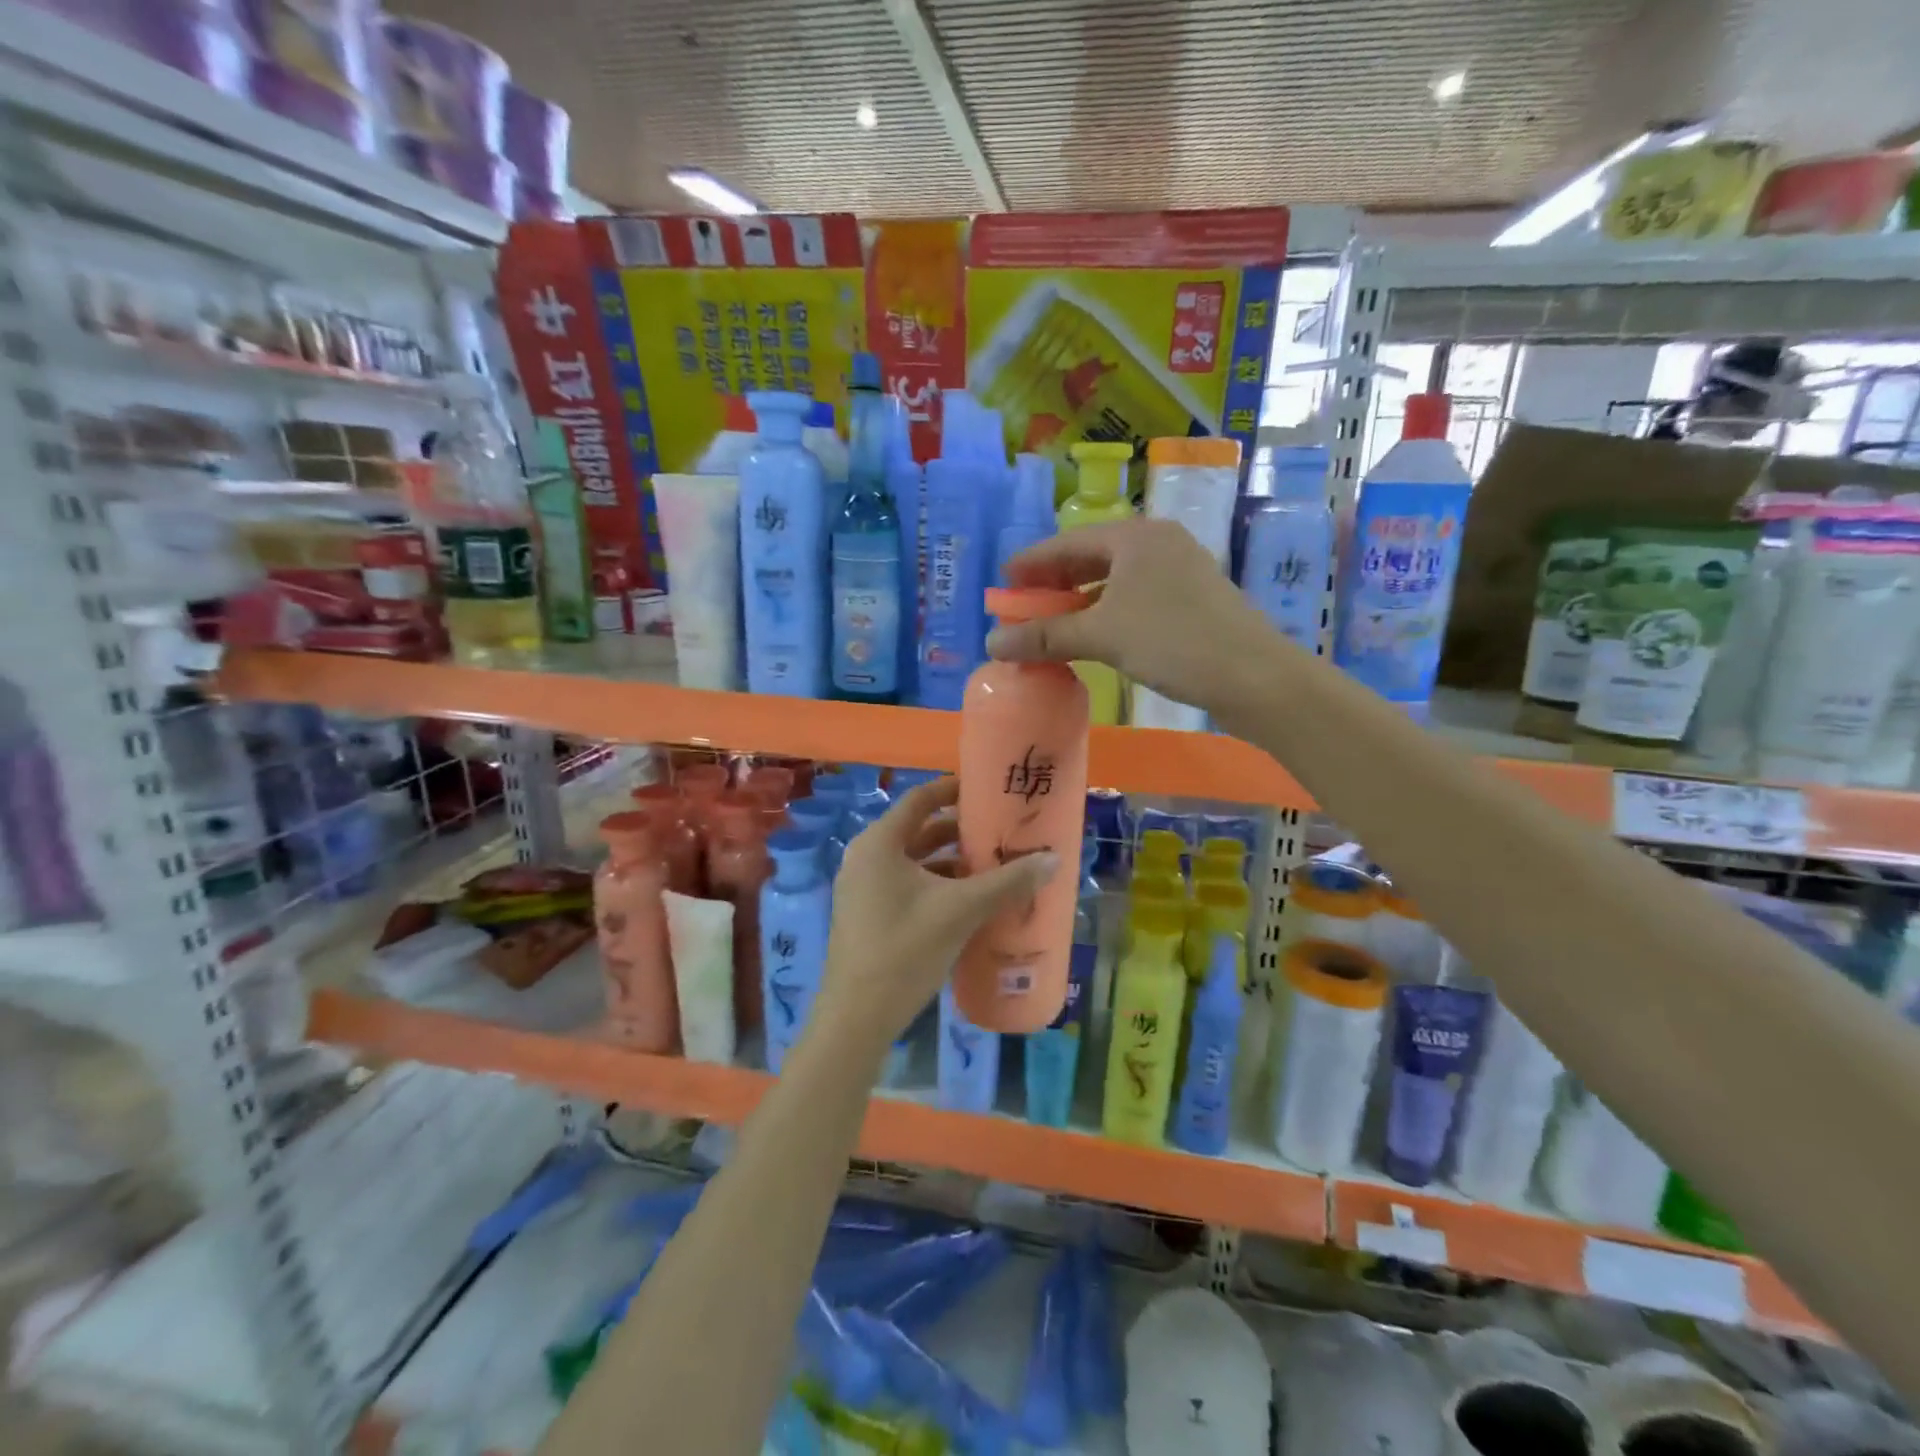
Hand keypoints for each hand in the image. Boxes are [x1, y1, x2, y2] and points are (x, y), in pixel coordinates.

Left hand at [811, 778, 1056, 1057]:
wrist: (857, 1017)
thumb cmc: (905, 950)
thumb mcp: (961, 911)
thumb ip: (1008, 882)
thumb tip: (1054, 859)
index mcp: (880, 843)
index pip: (920, 798)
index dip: (954, 789)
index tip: (989, 789)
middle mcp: (866, 857)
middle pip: (919, 829)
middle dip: (960, 831)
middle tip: (1000, 831)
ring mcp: (863, 887)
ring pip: (914, 861)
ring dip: (951, 861)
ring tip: (993, 866)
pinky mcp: (867, 914)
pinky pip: (906, 885)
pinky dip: (936, 884)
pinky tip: (969, 901)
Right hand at [985, 518, 1277, 718]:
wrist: (1253, 676)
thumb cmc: (1173, 641)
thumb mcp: (1102, 635)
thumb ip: (1046, 636)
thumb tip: (992, 643)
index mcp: (1135, 536)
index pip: (1067, 543)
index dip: (1031, 563)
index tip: (1003, 583)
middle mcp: (1157, 542)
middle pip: (1091, 557)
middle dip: (1054, 583)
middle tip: (1023, 606)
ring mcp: (1178, 570)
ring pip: (1114, 579)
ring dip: (1079, 601)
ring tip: (1051, 623)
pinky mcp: (1191, 598)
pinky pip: (1133, 597)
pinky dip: (1105, 612)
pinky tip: (1093, 635)